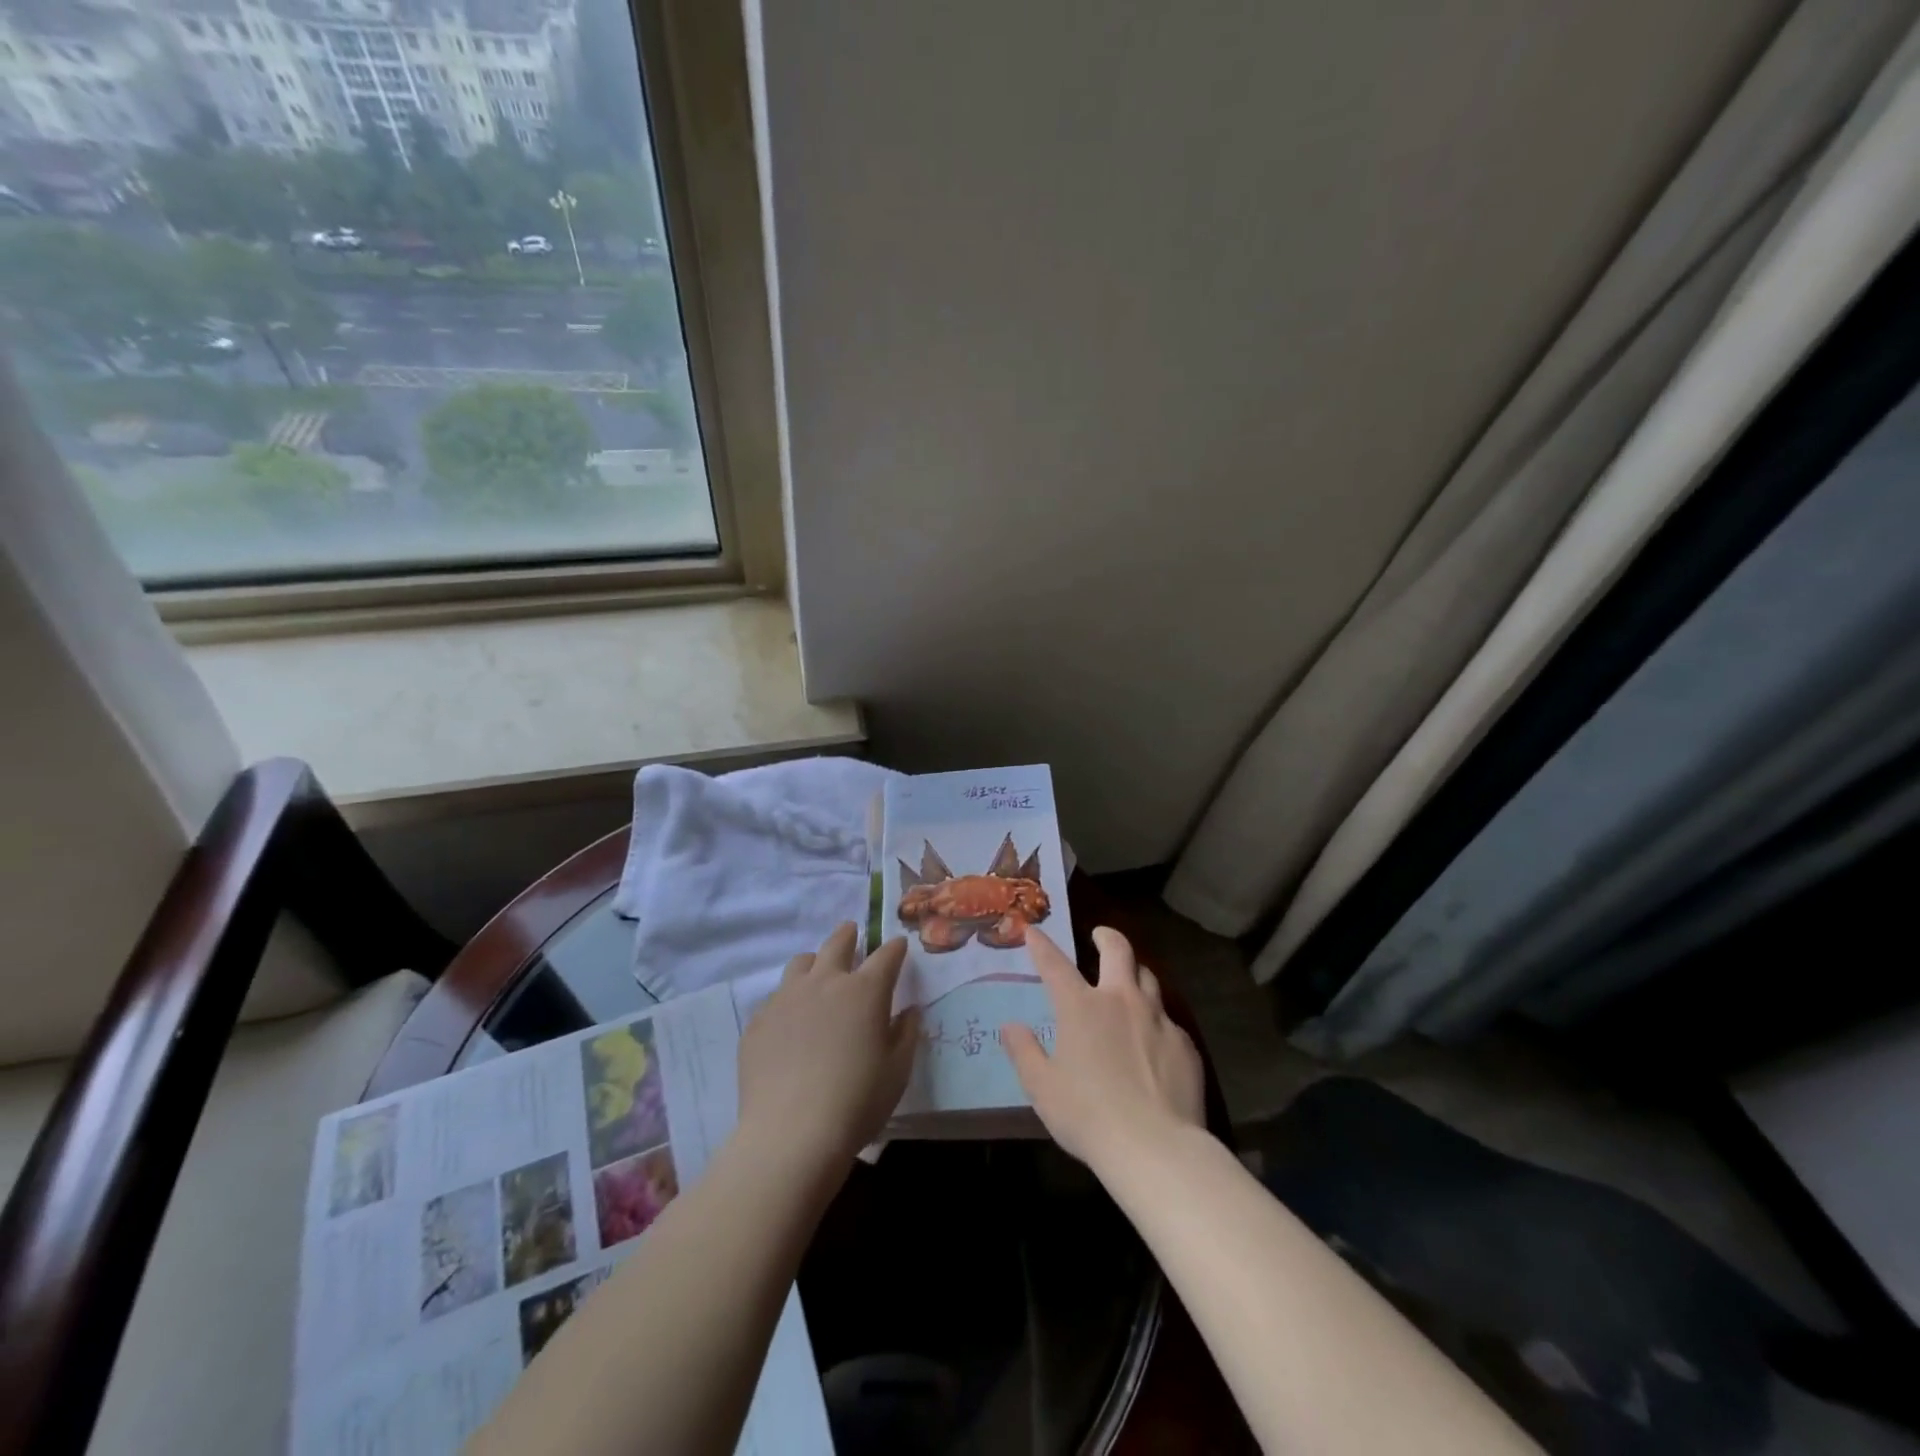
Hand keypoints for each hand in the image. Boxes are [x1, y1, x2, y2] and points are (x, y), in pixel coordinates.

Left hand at [737, 923, 919, 1168]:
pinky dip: (789, 1000)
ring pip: (801, 963)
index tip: (898, 946)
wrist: (791, 1134)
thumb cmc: (857, 1102)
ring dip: (814, 962)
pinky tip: (790, 1023)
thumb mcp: (897, 1072)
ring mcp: (786, 998)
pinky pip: (775, 998)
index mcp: (865, 991)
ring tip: (818, 973)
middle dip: (849, 934)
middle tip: (852, 931)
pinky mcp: (758, 1021)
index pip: (886, 956)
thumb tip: (909, 1011)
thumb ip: (906, 1035)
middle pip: (837, 943)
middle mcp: (825, 983)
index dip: (895, 948)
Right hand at [1002, 926, 1205, 1172]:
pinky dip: (1155, 1019)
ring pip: (1148, 978)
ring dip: (1134, 973)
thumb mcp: (1042, 1087)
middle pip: (1118, 951)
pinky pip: (1167, 1020)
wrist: (1155, 1147)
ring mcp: (1157, 1019)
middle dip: (1106, 937)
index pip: (1055, 964)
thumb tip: (1011, 1027)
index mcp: (1081, 1007)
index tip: (1033, 931)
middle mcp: (1120, 1000)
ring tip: (1129, 980)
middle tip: (1100, 936)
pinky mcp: (1183, 1044)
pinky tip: (1153, 1040)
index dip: (1042, 945)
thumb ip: (1024, 1052)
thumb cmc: (1087, 1115)